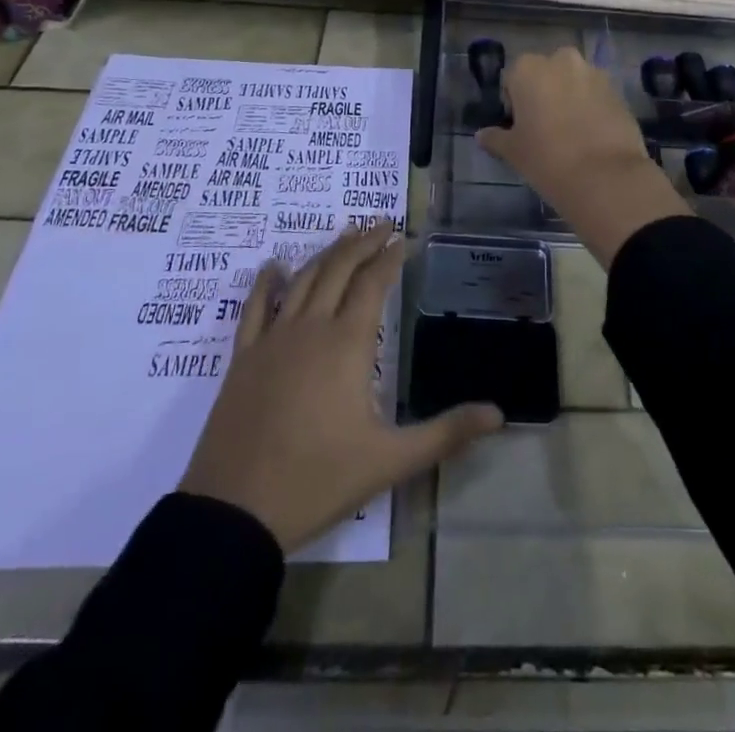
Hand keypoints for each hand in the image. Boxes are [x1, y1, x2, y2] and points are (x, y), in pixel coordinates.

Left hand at [179, 220, 501, 552]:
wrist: (235, 512)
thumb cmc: (318, 480)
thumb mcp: (390, 460)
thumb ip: (446, 433)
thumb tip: (499, 414)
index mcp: (347, 344)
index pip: (373, 283)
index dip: (389, 257)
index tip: (403, 239)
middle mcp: (311, 328)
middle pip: (338, 269)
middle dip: (362, 242)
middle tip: (381, 223)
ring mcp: (273, 340)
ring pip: (302, 280)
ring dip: (326, 254)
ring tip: (345, 236)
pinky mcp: (243, 358)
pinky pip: (254, 308)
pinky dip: (266, 283)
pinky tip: (273, 267)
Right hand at [476, 47, 688, 265]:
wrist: (605, 176)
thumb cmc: (546, 158)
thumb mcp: (513, 151)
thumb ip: (495, 138)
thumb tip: (482, 136)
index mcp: (529, 68)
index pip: (513, 78)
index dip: (514, 102)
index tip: (519, 127)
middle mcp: (562, 61)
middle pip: (547, 73)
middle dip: (544, 93)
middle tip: (543, 127)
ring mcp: (594, 74)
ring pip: (574, 82)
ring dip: (570, 98)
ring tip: (570, 133)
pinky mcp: (619, 92)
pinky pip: (597, 95)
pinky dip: (592, 108)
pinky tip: (591, 136)